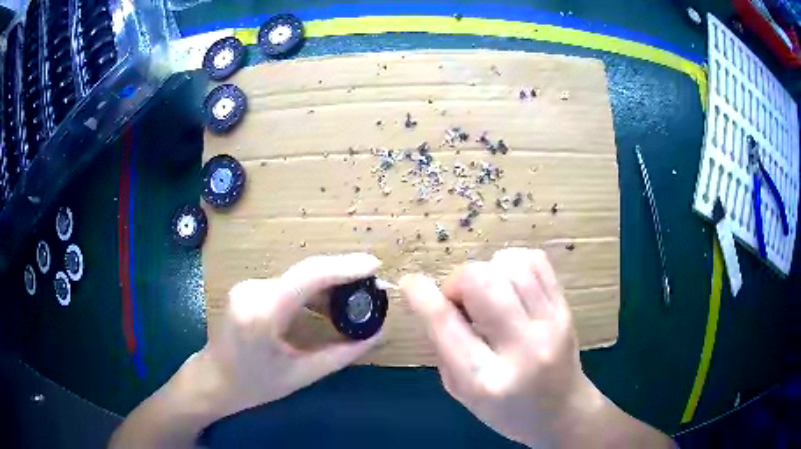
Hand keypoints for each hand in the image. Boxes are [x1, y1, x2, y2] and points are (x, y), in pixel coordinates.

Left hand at [197, 253, 382, 416]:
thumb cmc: (255, 385)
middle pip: (306, 272)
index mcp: (263, 312)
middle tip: (373, 286)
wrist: (213, 379)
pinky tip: (328, 303)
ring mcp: (248, 285)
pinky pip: (288, 282)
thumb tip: (379, 333)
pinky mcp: (249, 288)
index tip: (375, 266)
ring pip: (298, 276)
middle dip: (342, 274)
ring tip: (357, 297)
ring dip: (328, 282)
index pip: (310, 276)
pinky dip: (312, 290)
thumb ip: (344, 353)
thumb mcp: (303, 374)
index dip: (345, 267)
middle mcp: (253, 290)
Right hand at [401, 248, 672, 447]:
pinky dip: (511, 263)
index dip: (421, 296)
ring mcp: (550, 324)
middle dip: (458, 281)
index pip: (446, 324)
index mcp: (485, 380)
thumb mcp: (461, 392)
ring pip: (509, 265)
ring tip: (487, 294)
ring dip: (486, 271)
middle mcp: (522, 348)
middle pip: (482, 282)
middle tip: (459, 300)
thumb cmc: (506, 410)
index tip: (410, 282)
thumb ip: (443, 347)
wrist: (562, 411)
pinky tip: (508, 283)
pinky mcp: (565, 308)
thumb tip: (430, 299)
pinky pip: (535, 261)